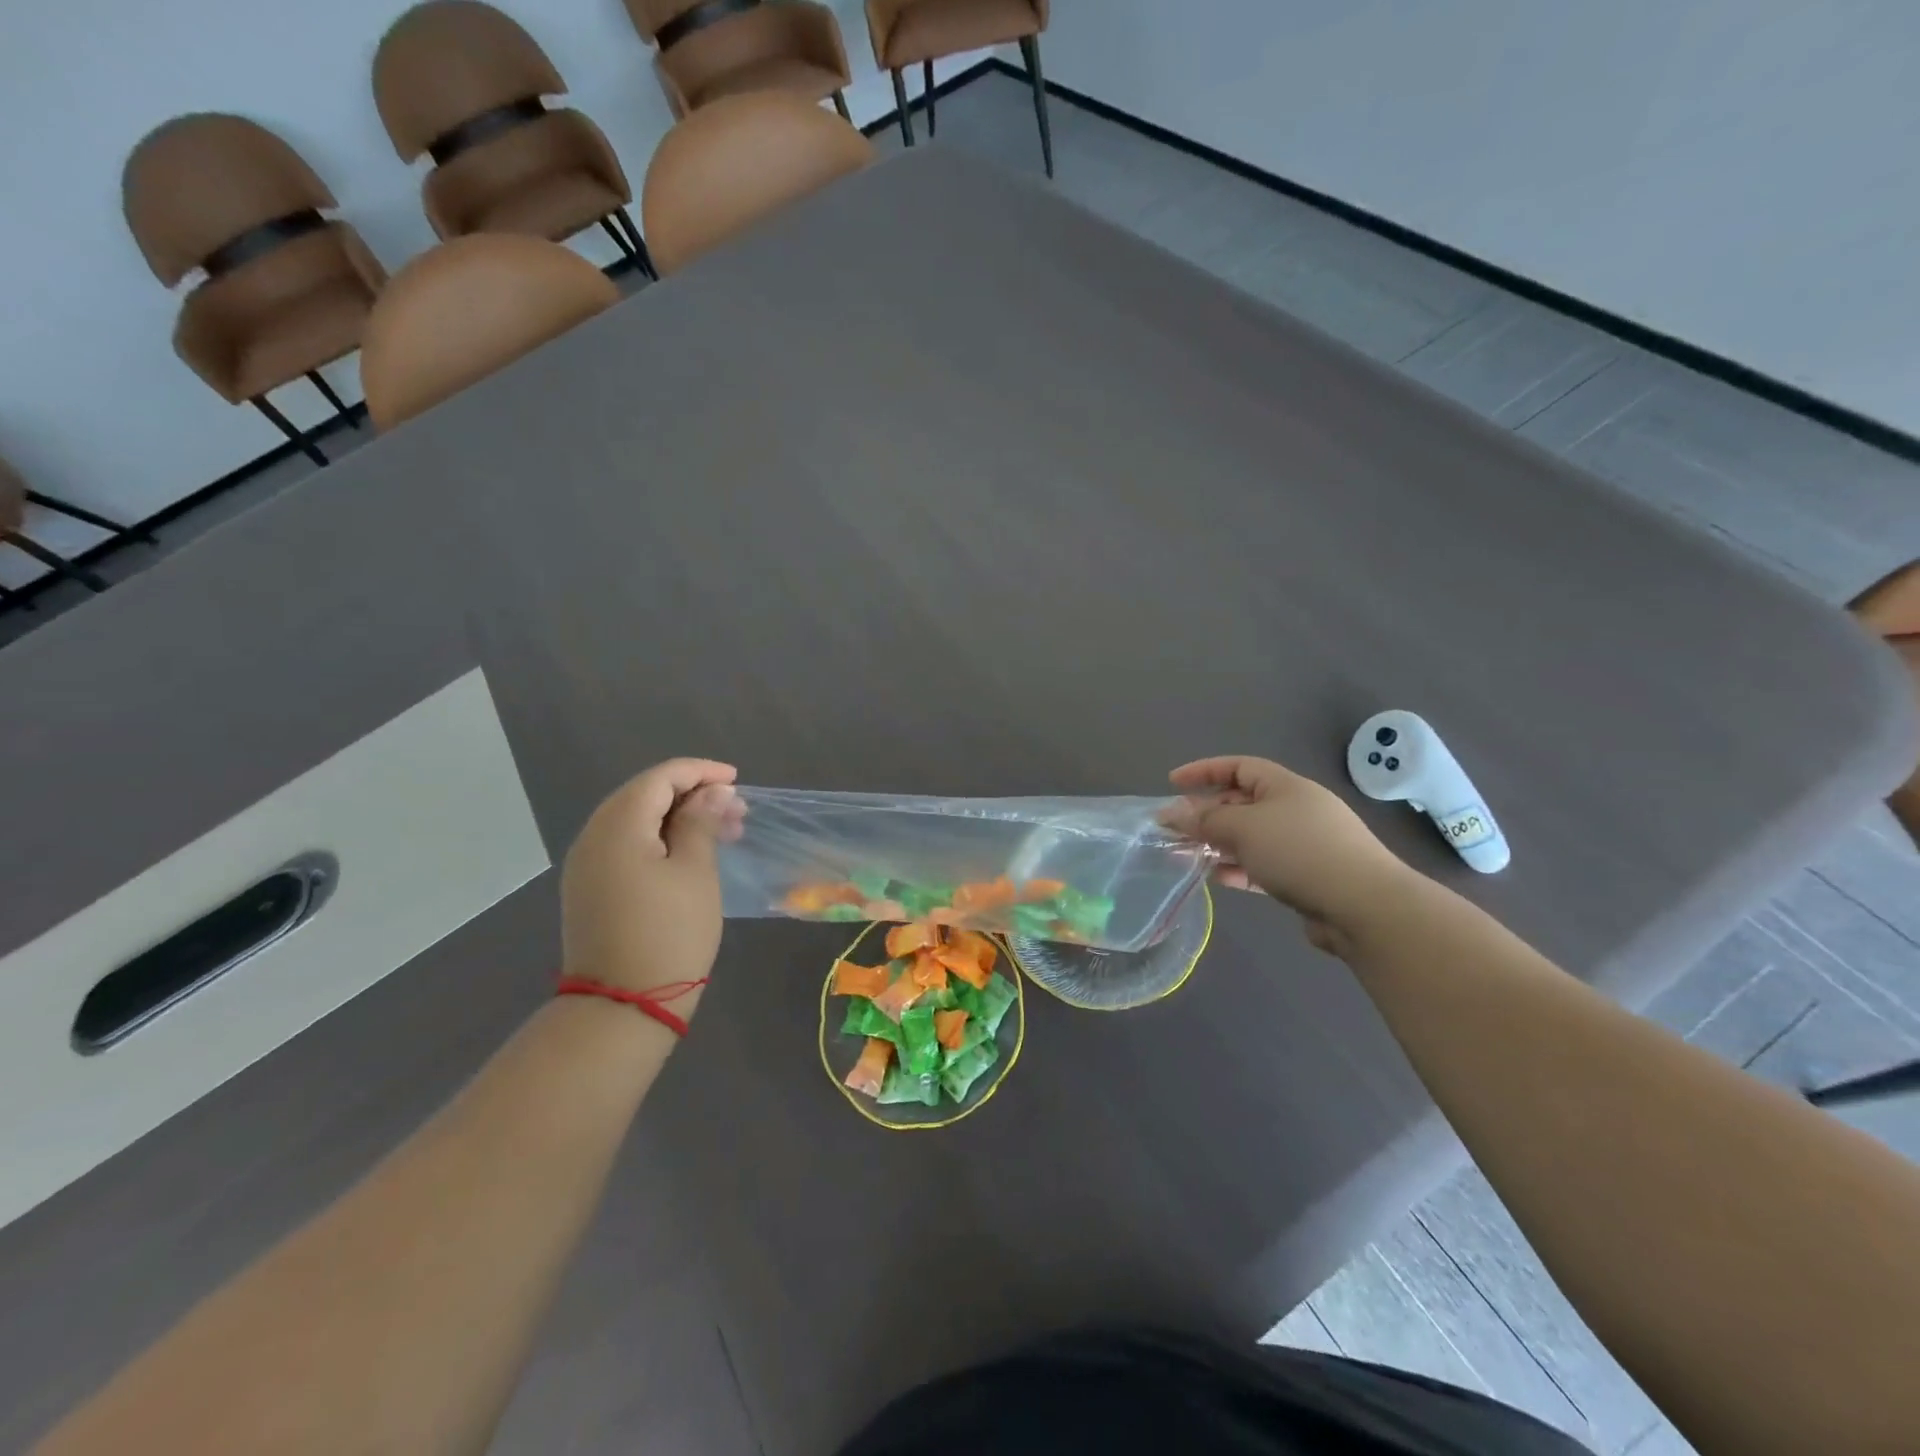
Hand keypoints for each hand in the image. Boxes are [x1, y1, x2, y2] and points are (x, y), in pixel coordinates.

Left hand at [561, 759, 744, 1020]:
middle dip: (691, 794)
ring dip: (678, 818)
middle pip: (643, 796)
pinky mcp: (590, 889)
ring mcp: (587, 865)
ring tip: (723, 831)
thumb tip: (712, 792)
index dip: (699, 772)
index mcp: (617, 827)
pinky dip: (660, 840)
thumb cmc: (669, 933)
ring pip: (636, 821)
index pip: (659, 779)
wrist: (623, 1007)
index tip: (736, 780)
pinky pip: (627, 846)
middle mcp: (593, 838)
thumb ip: (701, 822)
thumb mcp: (695, 872)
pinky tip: (691, 853)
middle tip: (735, 809)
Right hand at [1164, 756, 1414, 953]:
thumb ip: (1204, 820)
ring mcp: (1303, 845)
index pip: (1239, 767)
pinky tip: (1217, 878)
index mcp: (1285, 786)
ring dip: (1218, 843)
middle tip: (1175, 828)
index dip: (1204, 771)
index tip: (1172, 783)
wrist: (1364, 906)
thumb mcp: (1243, 827)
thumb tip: (1172, 813)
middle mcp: (1296, 810)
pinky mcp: (1306, 878)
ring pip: (1250, 837)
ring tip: (1186, 855)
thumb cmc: (1299, 851)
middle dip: (1206, 813)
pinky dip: (1238, 868)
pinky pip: (1262, 865)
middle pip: (1242, 803)